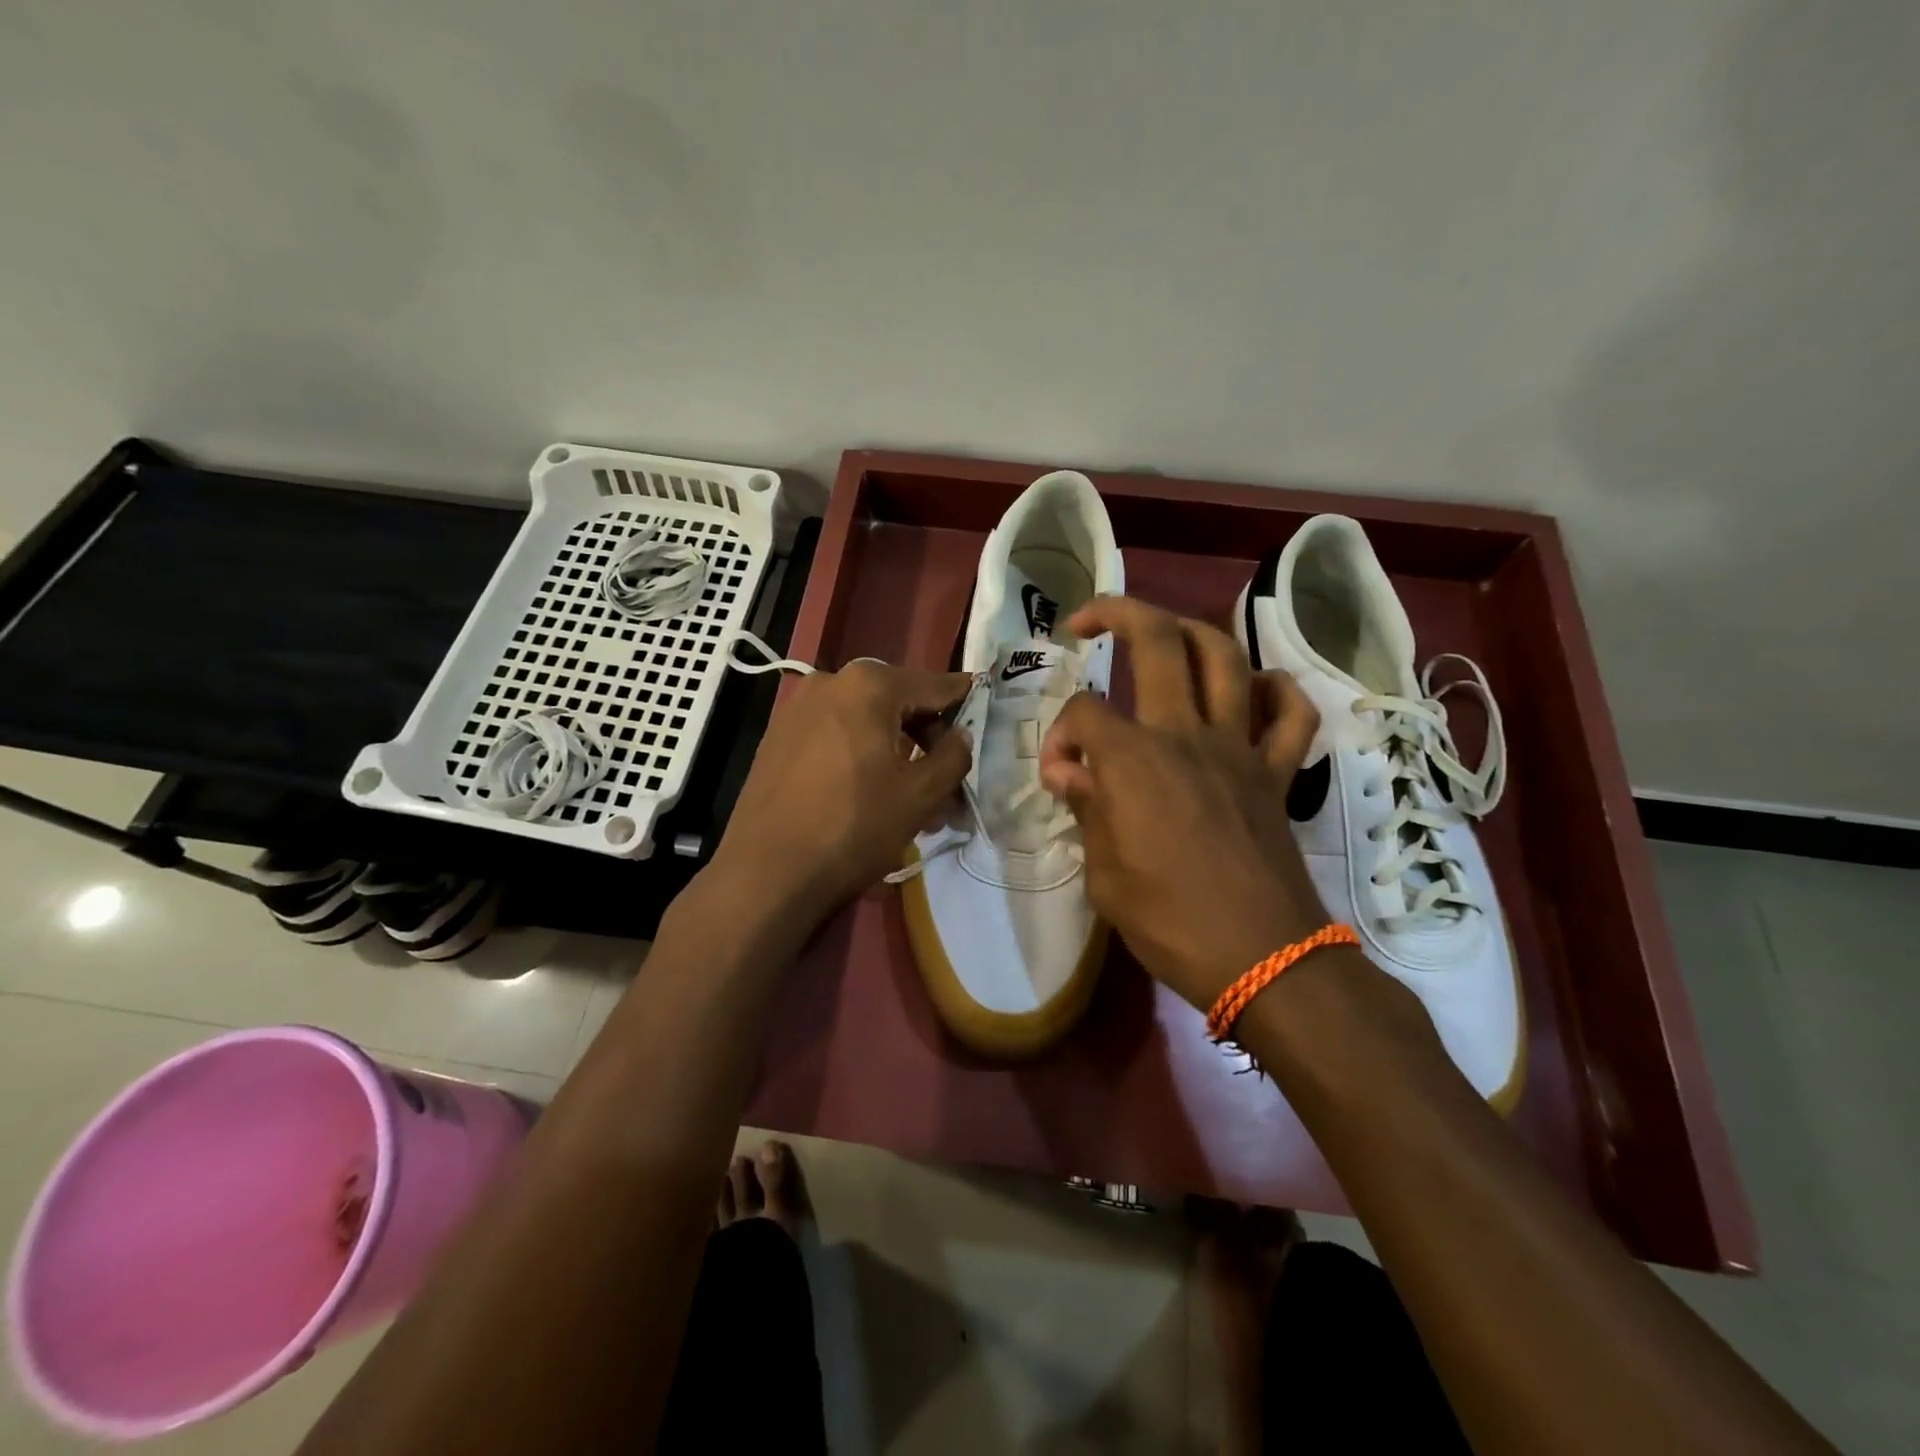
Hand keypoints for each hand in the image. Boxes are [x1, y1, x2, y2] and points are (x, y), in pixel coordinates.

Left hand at [712, 660, 972, 924]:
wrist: (767, 872)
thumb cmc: (854, 827)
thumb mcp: (920, 795)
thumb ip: (953, 755)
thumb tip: (960, 735)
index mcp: (869, 684)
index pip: (935, 685)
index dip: (964, 703)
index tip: (984, 716)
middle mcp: (830, 681)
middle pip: (898, 701)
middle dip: (927, 739)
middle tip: (948, 782)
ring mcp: (798, 707)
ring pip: (866, 721)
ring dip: (895, 751)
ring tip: (912, 798)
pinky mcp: (778, 735)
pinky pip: (835, 735)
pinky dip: (861, 754)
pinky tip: (870, 792)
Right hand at [1039, 597, 1328, 1011]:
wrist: (1265, 962)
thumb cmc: (1171, 924)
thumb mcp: (1104, 876)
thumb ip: (1086, 810)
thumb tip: (1068, 772)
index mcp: (1134, 760)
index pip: (1084, 712)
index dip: (1060, 735)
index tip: (1061, 776)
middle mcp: (1186, 735)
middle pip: (1157, 640)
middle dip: (1117, 612)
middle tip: (1087, 621)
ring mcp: (1239, 747)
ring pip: (1225, 657)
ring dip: (1190, 631)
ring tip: (1164, 636)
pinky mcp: (1276, 772)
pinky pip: (1290, 713)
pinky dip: (1274, 690)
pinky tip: (1252, 692)